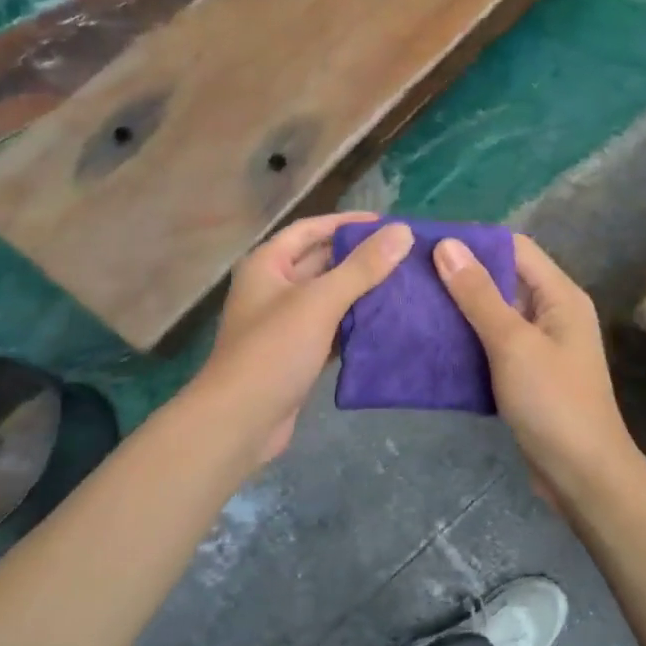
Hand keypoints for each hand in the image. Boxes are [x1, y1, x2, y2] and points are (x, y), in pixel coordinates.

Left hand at [193, 212, 414, 470]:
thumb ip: (362, 267)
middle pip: (322, 262)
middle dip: (360, 258)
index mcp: (268, 264)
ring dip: (361, 291)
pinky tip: (387, 323)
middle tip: (405, 256)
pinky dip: (355, 323)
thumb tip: (402, 232)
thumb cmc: (274, 351)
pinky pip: (331, 328)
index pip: (311, 229)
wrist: (239, 422)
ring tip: (405, 285)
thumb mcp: (320, 302)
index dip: (347, 223)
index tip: (388, 224)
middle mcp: (273, 287)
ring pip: (329, 297)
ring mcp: (284, 323)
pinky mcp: (297, 354)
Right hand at [435, 233, 645, 499]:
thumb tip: (447, 244)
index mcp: (559, 296)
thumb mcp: (512, 343)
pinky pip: (492, 343)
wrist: (582, 476)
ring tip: (412, 302)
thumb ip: (478, 294)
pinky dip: (466, 339)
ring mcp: (540, 345)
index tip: (426, 242)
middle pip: (502, 279)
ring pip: (494, 313)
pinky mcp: (526, 373)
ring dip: (459, 308)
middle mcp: (552, 312)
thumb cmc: (552, 402)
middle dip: (459, 275)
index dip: (473, 241)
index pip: (514, 248)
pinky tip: (431, 341)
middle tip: (409, 274)